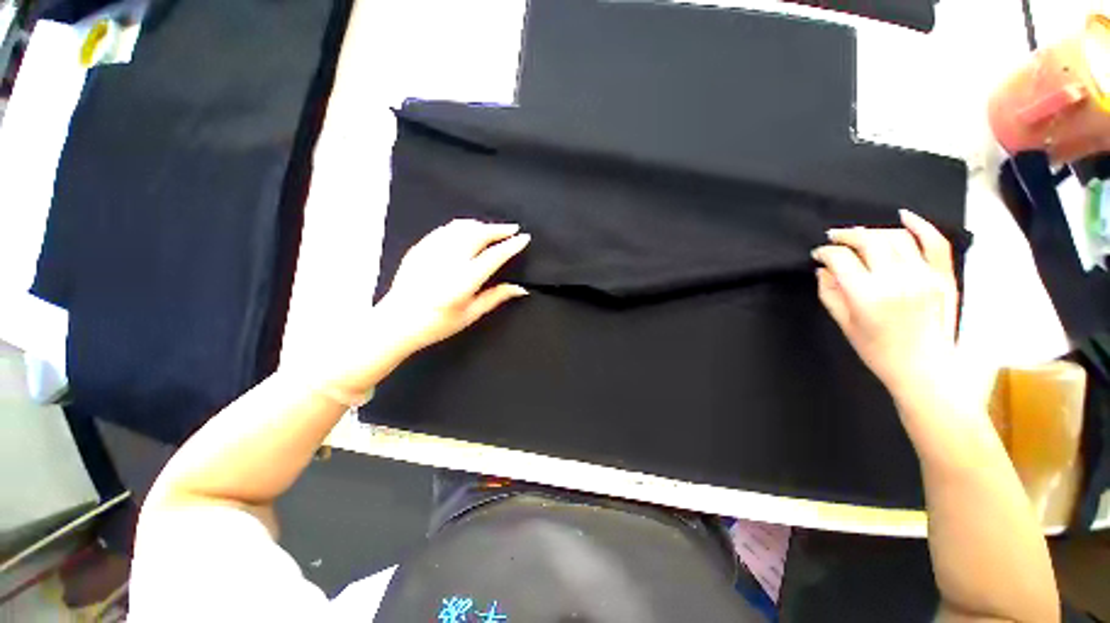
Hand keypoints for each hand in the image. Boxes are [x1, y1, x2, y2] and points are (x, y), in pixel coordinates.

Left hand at [376, 219, 530, 356]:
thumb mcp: (471, 314)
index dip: (511, 245)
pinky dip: (461, 226)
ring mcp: (431, 251)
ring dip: (481, 225)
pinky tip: (468, 230)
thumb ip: (496, 297)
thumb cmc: (437, 324)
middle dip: (498, 229)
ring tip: (493, 228)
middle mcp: (448, 261)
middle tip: (512, 228)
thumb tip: (521, 288)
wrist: (396, 322)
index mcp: (463, 281)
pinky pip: (445, 229)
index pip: (493, 256)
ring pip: (461, 227)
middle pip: (478, 234)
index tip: (524, 238)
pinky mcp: (420, 248)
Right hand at [811, 210, 958, 400]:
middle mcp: (897, 280)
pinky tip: (904, 216)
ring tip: (860, 235)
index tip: (818, 254)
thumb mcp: (844, 324)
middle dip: (847, 235)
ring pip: (897, 237)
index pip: (842, 259)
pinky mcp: (943, 277)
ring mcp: (924, 276)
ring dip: (874, 232)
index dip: (825, 252)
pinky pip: (935, 243)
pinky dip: (921, 226)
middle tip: (834, 237)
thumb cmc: (877, 351)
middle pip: (869, 241)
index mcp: (868, 296)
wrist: (924, 368)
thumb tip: (823, 269)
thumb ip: (830, 293)